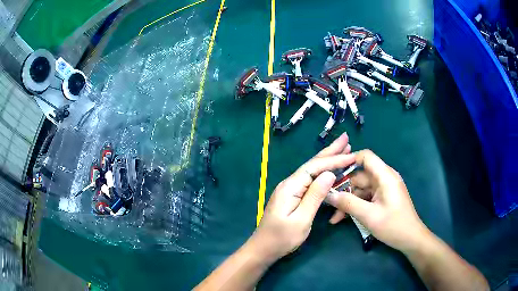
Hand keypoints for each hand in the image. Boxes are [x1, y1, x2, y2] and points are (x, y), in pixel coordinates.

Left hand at [248, 133, 354, 261]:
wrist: (263, 248)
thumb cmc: (282, 238)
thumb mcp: (301, 220)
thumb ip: (315, 196)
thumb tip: (329, 174)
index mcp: (291, 186)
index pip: (315, 167)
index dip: (333, 160)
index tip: (351, 154)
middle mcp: (290, 183)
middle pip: (313, 163)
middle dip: (330, 151)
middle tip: (345, 138)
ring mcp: (291, 189)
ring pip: (312, 170)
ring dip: (327, 159)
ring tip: (342, 148)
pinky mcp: (293, 195)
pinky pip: (310, 180)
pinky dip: (322, 172)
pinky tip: (330, 169)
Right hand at [326, 150, 428, 251]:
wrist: (410, 239)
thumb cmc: (393, 226)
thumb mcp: (369, 216)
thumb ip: (348, 203)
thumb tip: (328, 194)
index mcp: (385, 176)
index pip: (366, 157)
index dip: (348, 161)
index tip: (331, 173)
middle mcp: (384, 178)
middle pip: (359, 176)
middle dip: (343, 189)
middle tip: (327, 201)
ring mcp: (383, 189)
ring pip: (360, 190)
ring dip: (347, 201)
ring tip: (333, 217)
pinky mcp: (382, 198)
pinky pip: (365, 198)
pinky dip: (355, 206)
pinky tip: (342, 218)